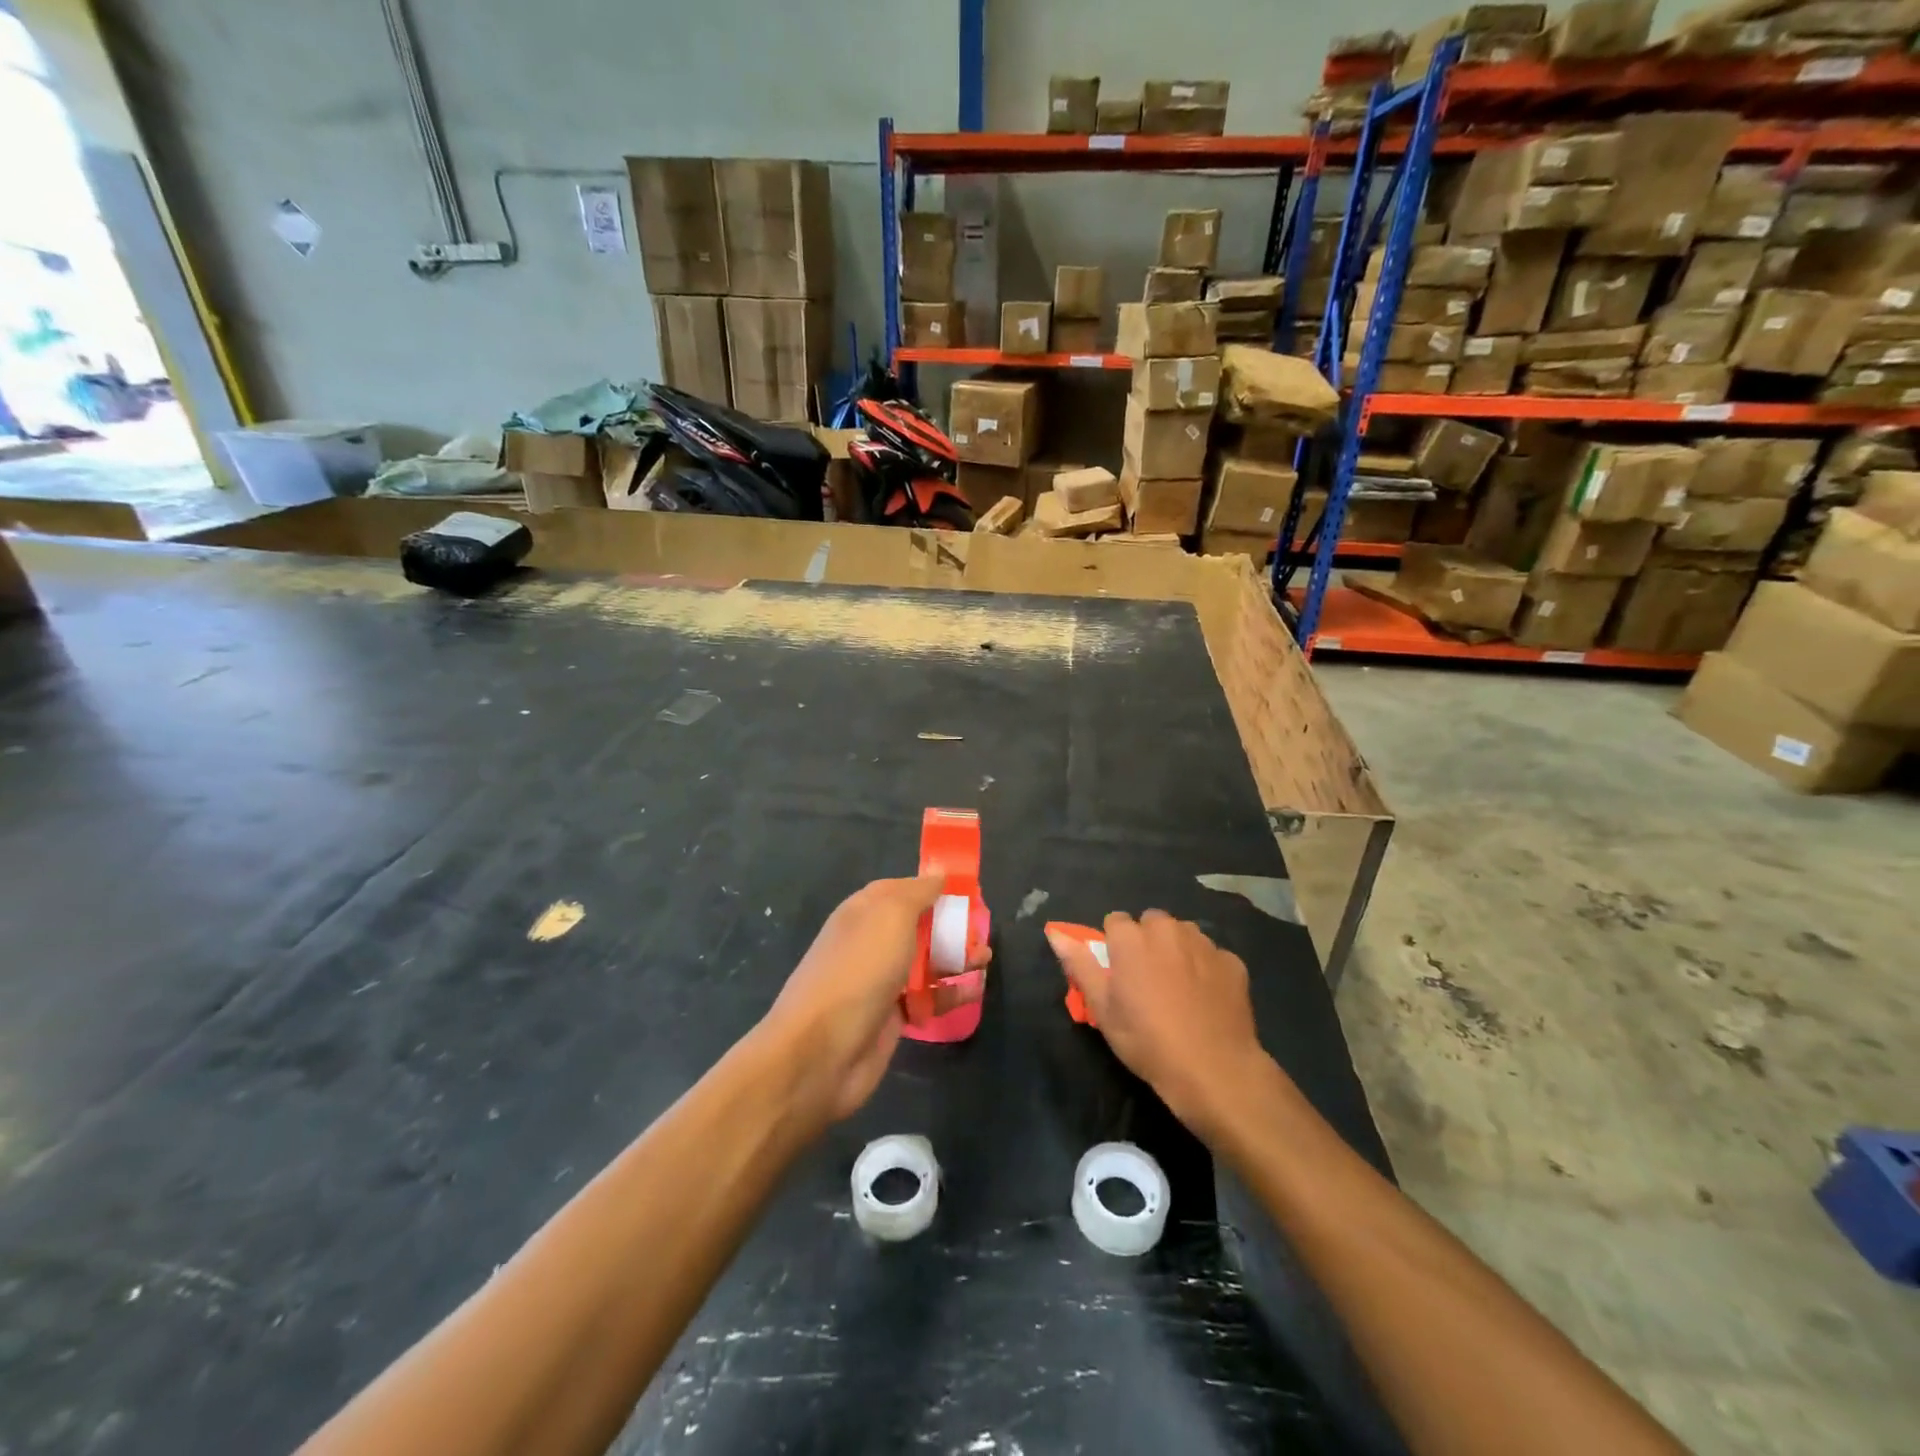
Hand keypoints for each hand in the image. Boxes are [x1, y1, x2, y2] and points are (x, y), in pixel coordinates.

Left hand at [761, 876, 988, 1124]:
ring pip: (926, 962)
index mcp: (863, 911)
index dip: (933, 888)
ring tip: (986, 959)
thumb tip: (938, 875)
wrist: (821, 1051)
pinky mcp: (892, 1017)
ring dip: (956, 958)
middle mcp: (871, 942)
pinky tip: (975, 990)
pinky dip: (951, 993)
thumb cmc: (858, 970)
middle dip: (951, 925)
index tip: (968, 891)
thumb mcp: (890, 916)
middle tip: (982, 930)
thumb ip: (917, 893)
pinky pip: (927, 998)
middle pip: (918, 926)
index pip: (902, 889)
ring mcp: (880, 981)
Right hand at [1047, 911, 1271, 1138]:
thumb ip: (1080, 965)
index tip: (1119, 972)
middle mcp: (1168, 930)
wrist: (1213, 1069)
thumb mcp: (1103, 1009)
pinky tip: (1206, 998)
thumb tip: (1055, 933)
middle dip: (1147, 941)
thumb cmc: (1147, 1041)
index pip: (1115, 921)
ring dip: (1177, 949)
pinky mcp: (1232, 961)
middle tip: (1147, 979)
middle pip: (1151, 921)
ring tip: (1178, 987)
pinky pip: (1212, 954)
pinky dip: (1206, 968)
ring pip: (1183, 933)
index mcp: (1131, 938)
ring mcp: (1203, 943)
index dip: (1115, 945)